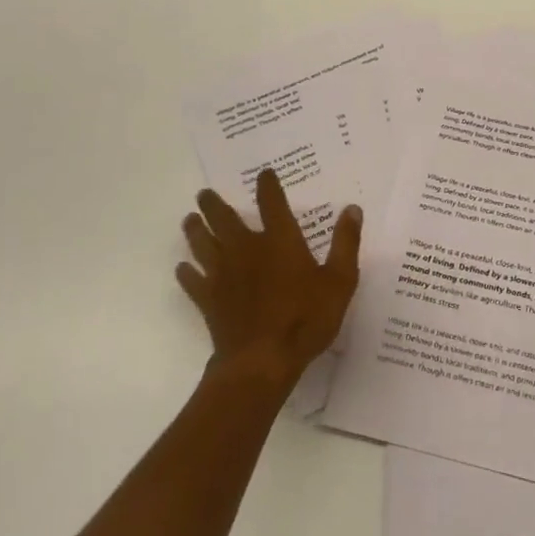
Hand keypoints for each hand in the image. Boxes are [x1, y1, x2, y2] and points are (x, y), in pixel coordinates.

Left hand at [177, 169, 361, 392]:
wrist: (262, 362)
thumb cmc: (306, 319)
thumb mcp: (340, 281)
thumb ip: (345, 243)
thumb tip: (352, 209)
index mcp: (280, 241)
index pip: (272, 203)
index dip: (268, 186)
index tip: (264, 174)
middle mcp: (247, 250)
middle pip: (225, 219)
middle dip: (214, 204)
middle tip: (204, 193)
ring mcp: (224, 275)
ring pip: (203, 245)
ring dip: (195, 230)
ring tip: (188, 219)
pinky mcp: (210, 301)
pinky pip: (194, 282)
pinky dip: (187, 273)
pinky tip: (182, 269)